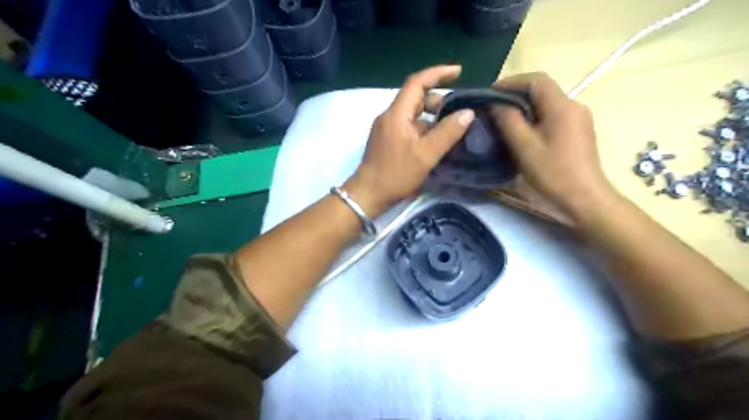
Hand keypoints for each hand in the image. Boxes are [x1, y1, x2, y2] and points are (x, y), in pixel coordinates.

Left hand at [345, 65, 471, 216]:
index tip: (459, 72)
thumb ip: (447, 133)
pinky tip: (434, 141)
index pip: (417, 82)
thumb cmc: (396, 174)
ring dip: (431, 116)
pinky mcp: (386, 140)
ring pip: (412, 114)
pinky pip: (407, 126)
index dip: (438, 73)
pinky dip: (423, 128)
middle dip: (437, 99)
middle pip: (415, 98)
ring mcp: (386, 128)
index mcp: (397, 113)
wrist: (368, 194)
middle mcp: (389, 116)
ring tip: (450, 127)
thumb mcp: (426, 154)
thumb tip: (468, 113)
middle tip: (457, 110)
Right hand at [489, 72, 617, 222]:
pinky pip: (553, 115)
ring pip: (547, 103)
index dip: (511, 81)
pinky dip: (535, 116)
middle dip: (516, 94)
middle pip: (543, 90)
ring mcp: (579, 118)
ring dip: (525, 106)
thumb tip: (496, 103)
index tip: (490, 93)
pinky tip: (524, 131)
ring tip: (504, 118)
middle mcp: (574, 105)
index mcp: (562, 106)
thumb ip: (508, 120)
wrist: (584, 198)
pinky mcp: (579, 131)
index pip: (536, 79)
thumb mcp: (524, 146)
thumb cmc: (553, 172)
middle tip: (493, 107)